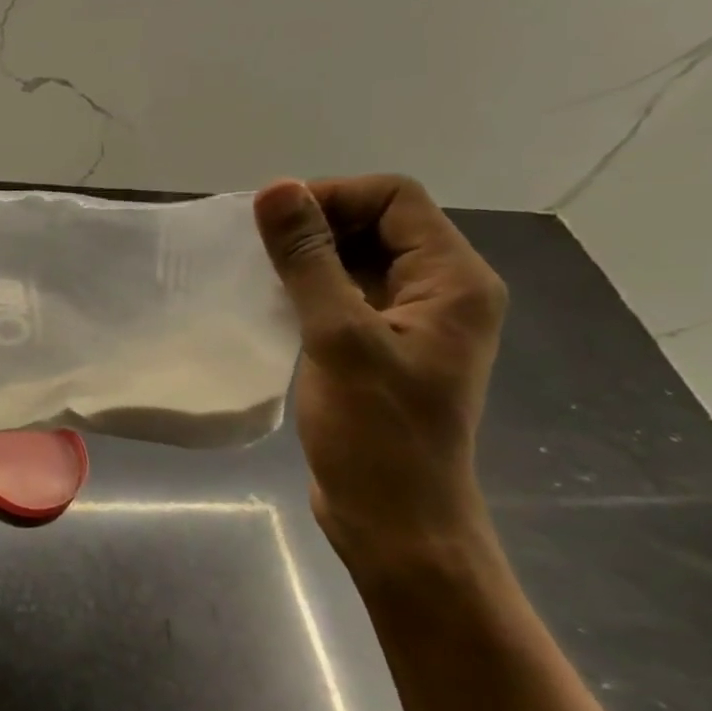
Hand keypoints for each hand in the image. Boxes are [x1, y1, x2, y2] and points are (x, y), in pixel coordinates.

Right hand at [253, 175, 507, 574]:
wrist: (395, 520)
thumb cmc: (376, 433)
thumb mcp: (339, 338)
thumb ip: (308, 261)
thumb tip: (277, 190)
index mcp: (453, 281)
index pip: (395, 199)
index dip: (332, 197)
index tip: (272, 222)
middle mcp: (442, 292)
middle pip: (379, 225)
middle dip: (317, 225)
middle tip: (258, 248)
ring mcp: (413, 323)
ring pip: (359, 261)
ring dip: (310, 258)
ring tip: (258, 272)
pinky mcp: (383, 349)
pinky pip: (348, 296)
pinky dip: (311, 289)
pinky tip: (273, 303)